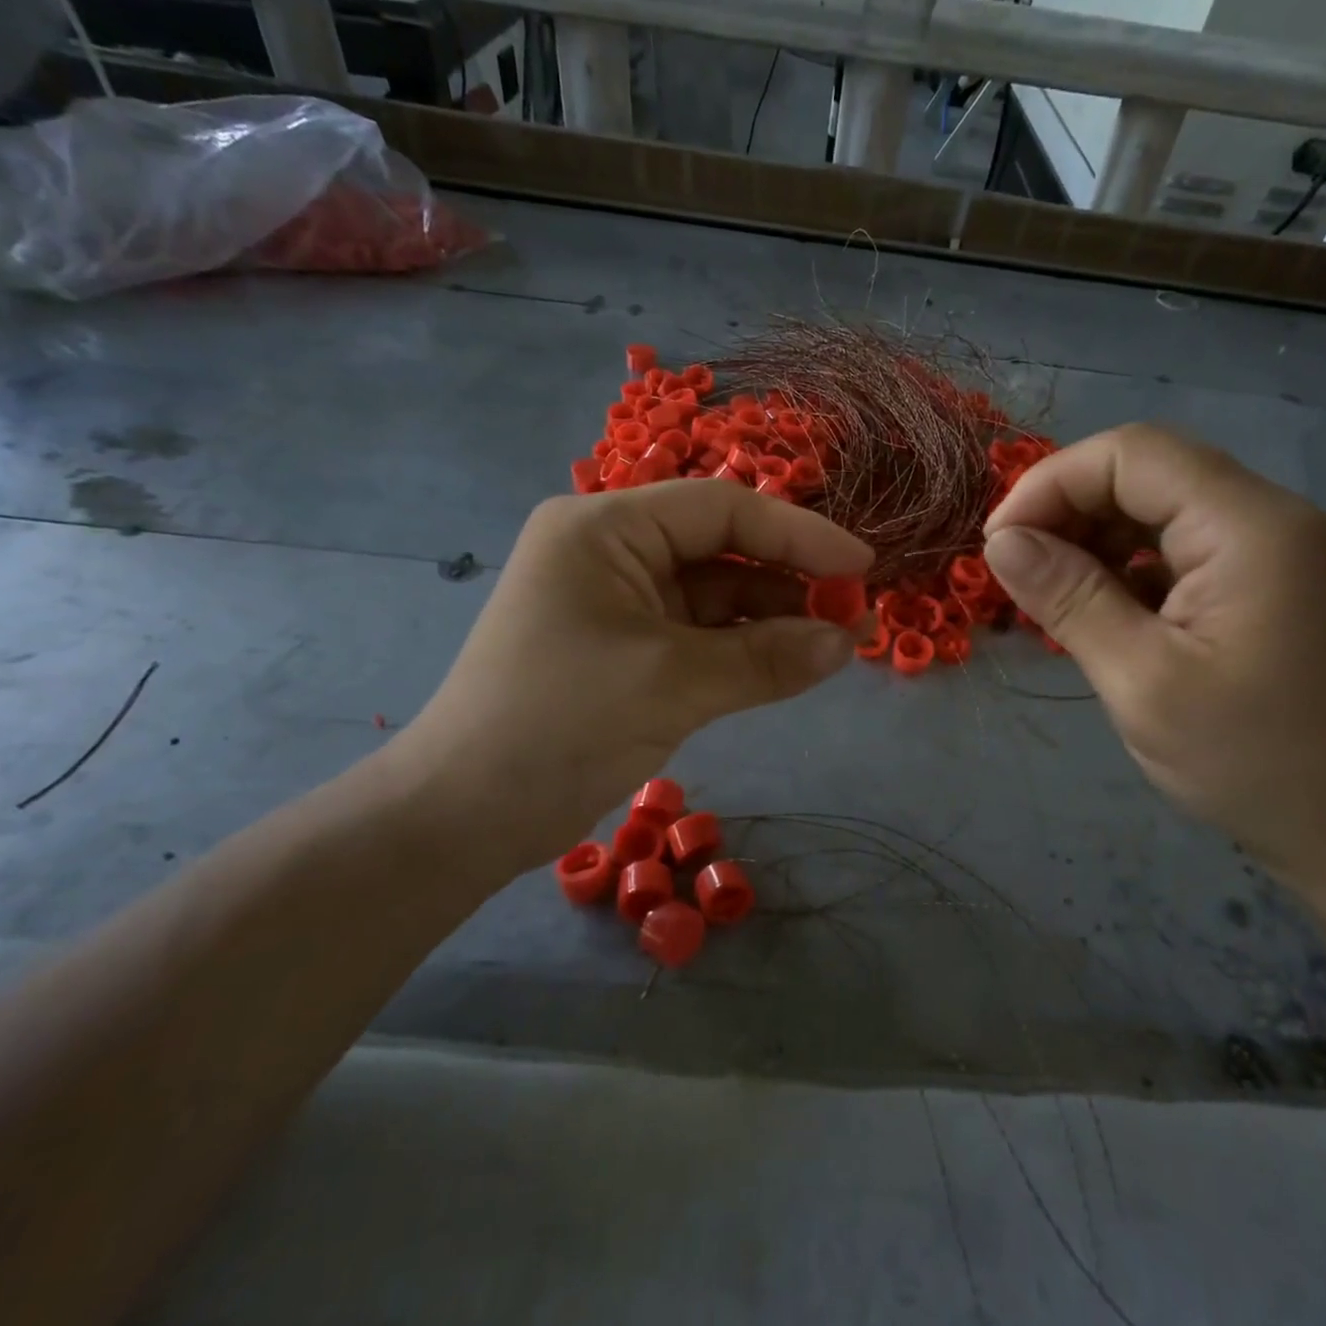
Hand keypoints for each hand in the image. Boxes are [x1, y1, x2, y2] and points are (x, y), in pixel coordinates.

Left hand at [385, 480, 871, 877]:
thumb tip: (848, 642)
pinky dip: (743, 650)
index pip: (721, 509)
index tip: (862, 565)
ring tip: (837, 644)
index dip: (799, 534)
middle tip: (856, 613)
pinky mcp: (623, 649)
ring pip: (714, 596)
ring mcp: (616, 602)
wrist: (462, 817)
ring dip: (773, 619)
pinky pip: (698, 635)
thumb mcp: (673, 684)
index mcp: (604, 528)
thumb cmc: (560, 725)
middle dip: (789, 580)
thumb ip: (767, 657)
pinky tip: (791, 663)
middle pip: (720, 549)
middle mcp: (609, 551)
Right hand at [983, 424, 1325, 893]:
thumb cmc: (1248, 761)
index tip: (999, 545)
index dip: (1051, 484)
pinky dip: (1124, 562)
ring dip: (1091, 536)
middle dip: (1067, 508)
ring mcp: (1271, 546)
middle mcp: (1269, 517)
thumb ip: (1069, 598)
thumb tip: (1000, 542)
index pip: (1132, 455)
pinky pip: (1178, 542)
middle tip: (1015, 569)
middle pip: (1146, 471)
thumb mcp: (1140, 681)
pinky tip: (1095, 606)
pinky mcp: (1263, 578)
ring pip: (1157, 504)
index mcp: (1251, 528)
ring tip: (1047, 590)